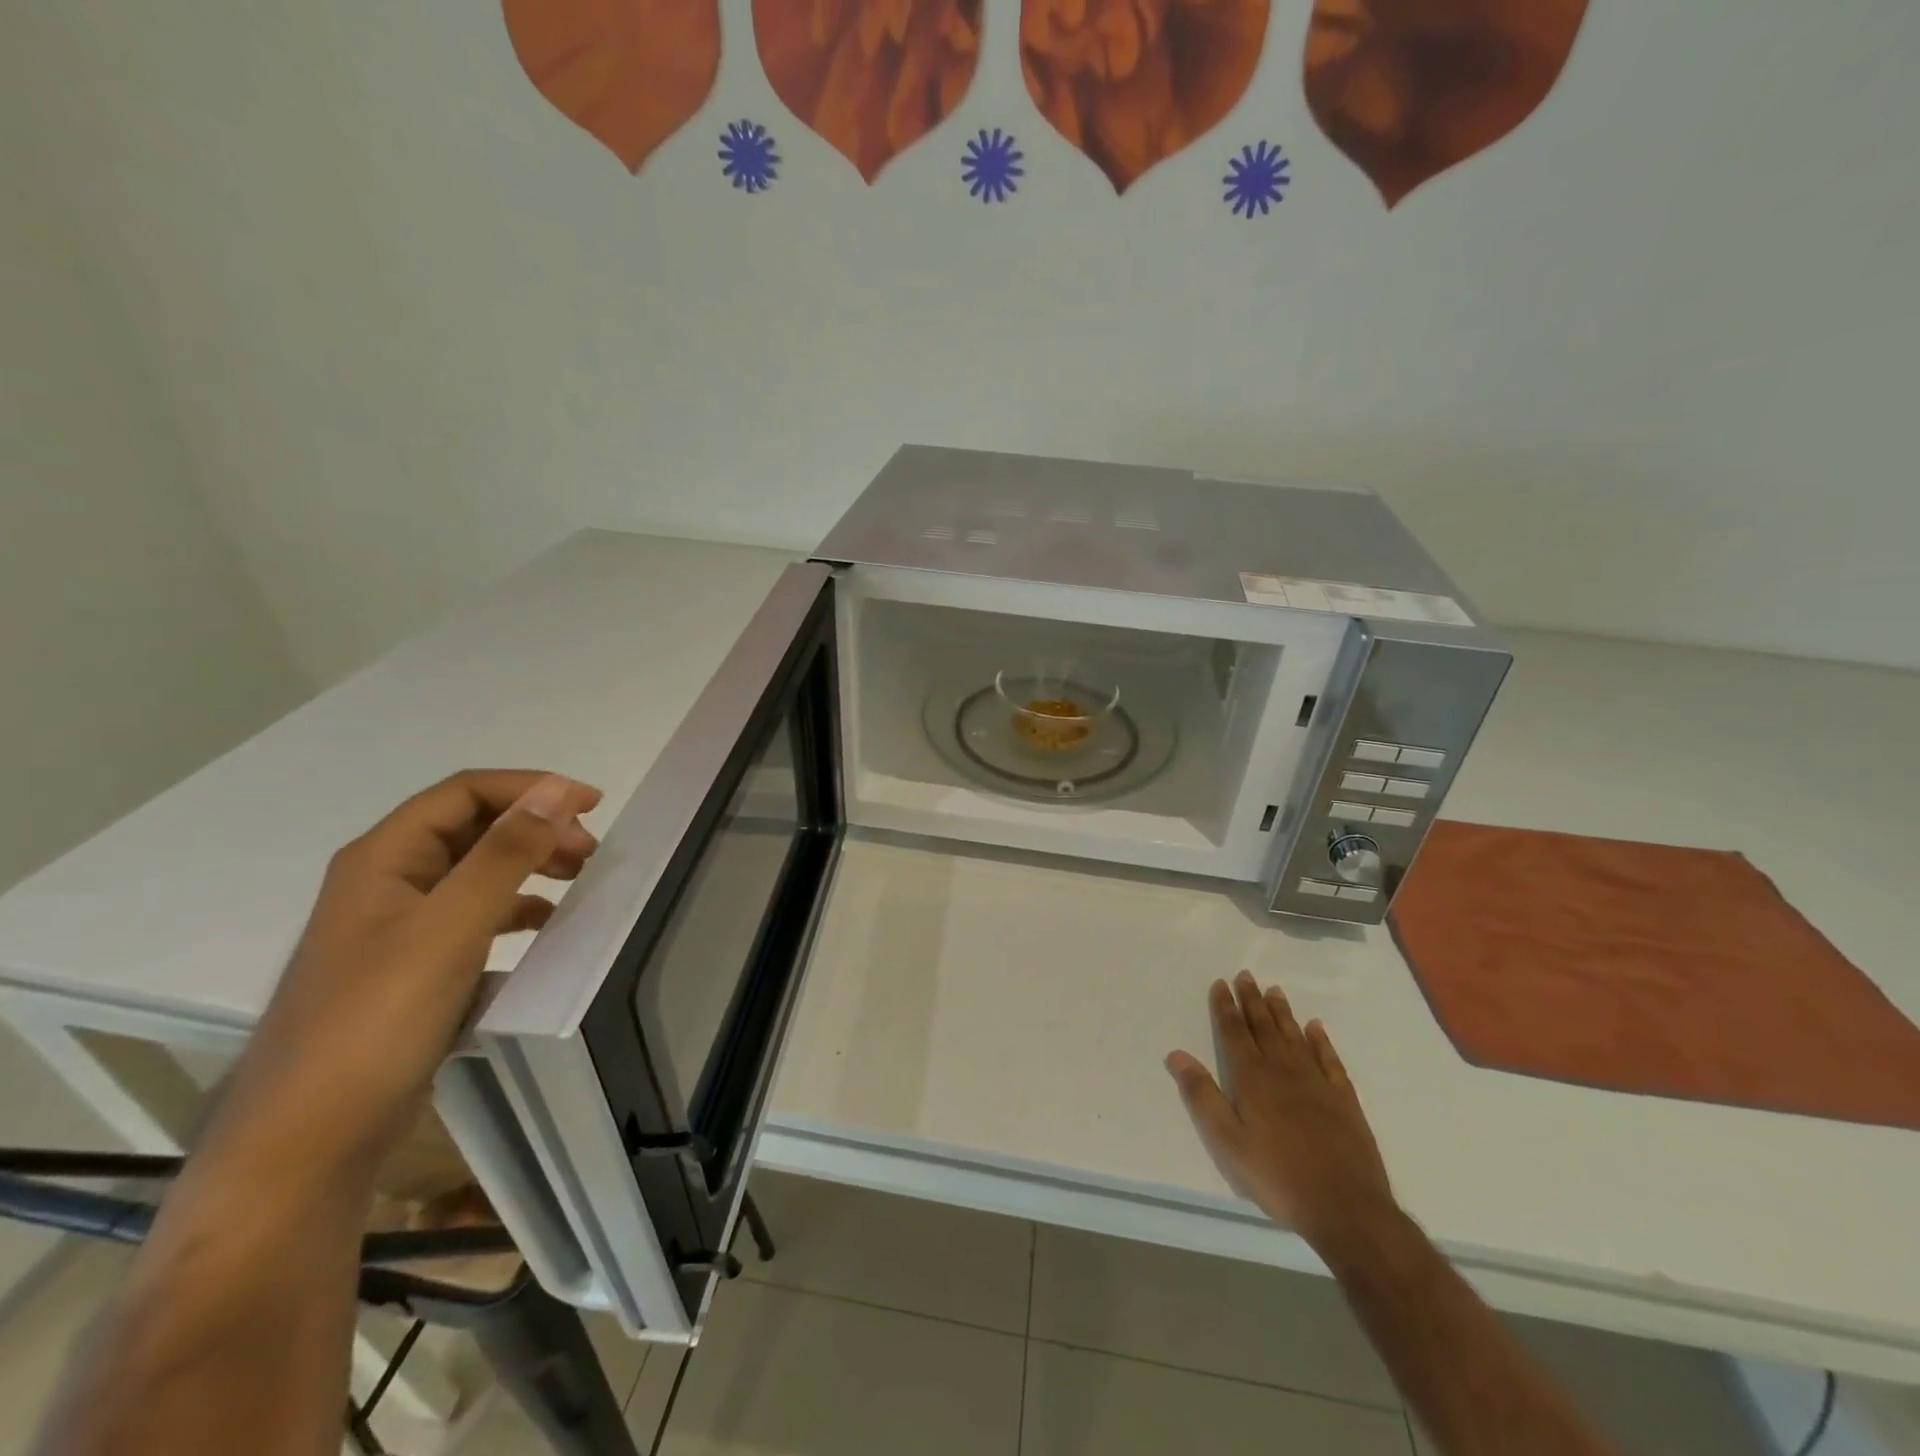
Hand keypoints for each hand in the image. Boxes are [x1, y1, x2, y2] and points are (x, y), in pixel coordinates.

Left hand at [224, 771, 602, 1177]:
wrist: (307, 1142)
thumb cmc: (377, 1021)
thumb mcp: (451, 927)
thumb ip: (506, 854)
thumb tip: (557, 791)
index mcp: (383, 859)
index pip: (465, 792)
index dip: (531, 787)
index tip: (593, 805)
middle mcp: (386, 884)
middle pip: (471, 829)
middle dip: (535, 828)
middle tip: (590, 854)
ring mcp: (396, 931)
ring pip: (475, 874)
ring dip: (529, 867)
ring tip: (577, 885)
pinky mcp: (411, 973)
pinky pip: (474, 921)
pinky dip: (515, 914)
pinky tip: (544, 933)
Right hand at [1167, 971, 1394, 1256]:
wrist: (1347, 1209)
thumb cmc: (1278, 1176)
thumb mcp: (1227, 1142)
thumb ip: (1202, 1096)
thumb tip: (1176, 1055)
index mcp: (1253, 1079)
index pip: (1234, 1033)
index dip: (1225, 1007)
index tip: (1220, 984)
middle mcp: (1283, 1071)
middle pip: (1264, 1027)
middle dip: (1252, 1000)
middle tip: (1245, 975)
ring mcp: (1317, 1083)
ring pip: (1295, 1037)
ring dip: (1282, 1013)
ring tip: (1274, 991)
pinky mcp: (1344, 1100)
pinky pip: (1329, 1060)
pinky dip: (1321, 1041)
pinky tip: (1315, 1028)